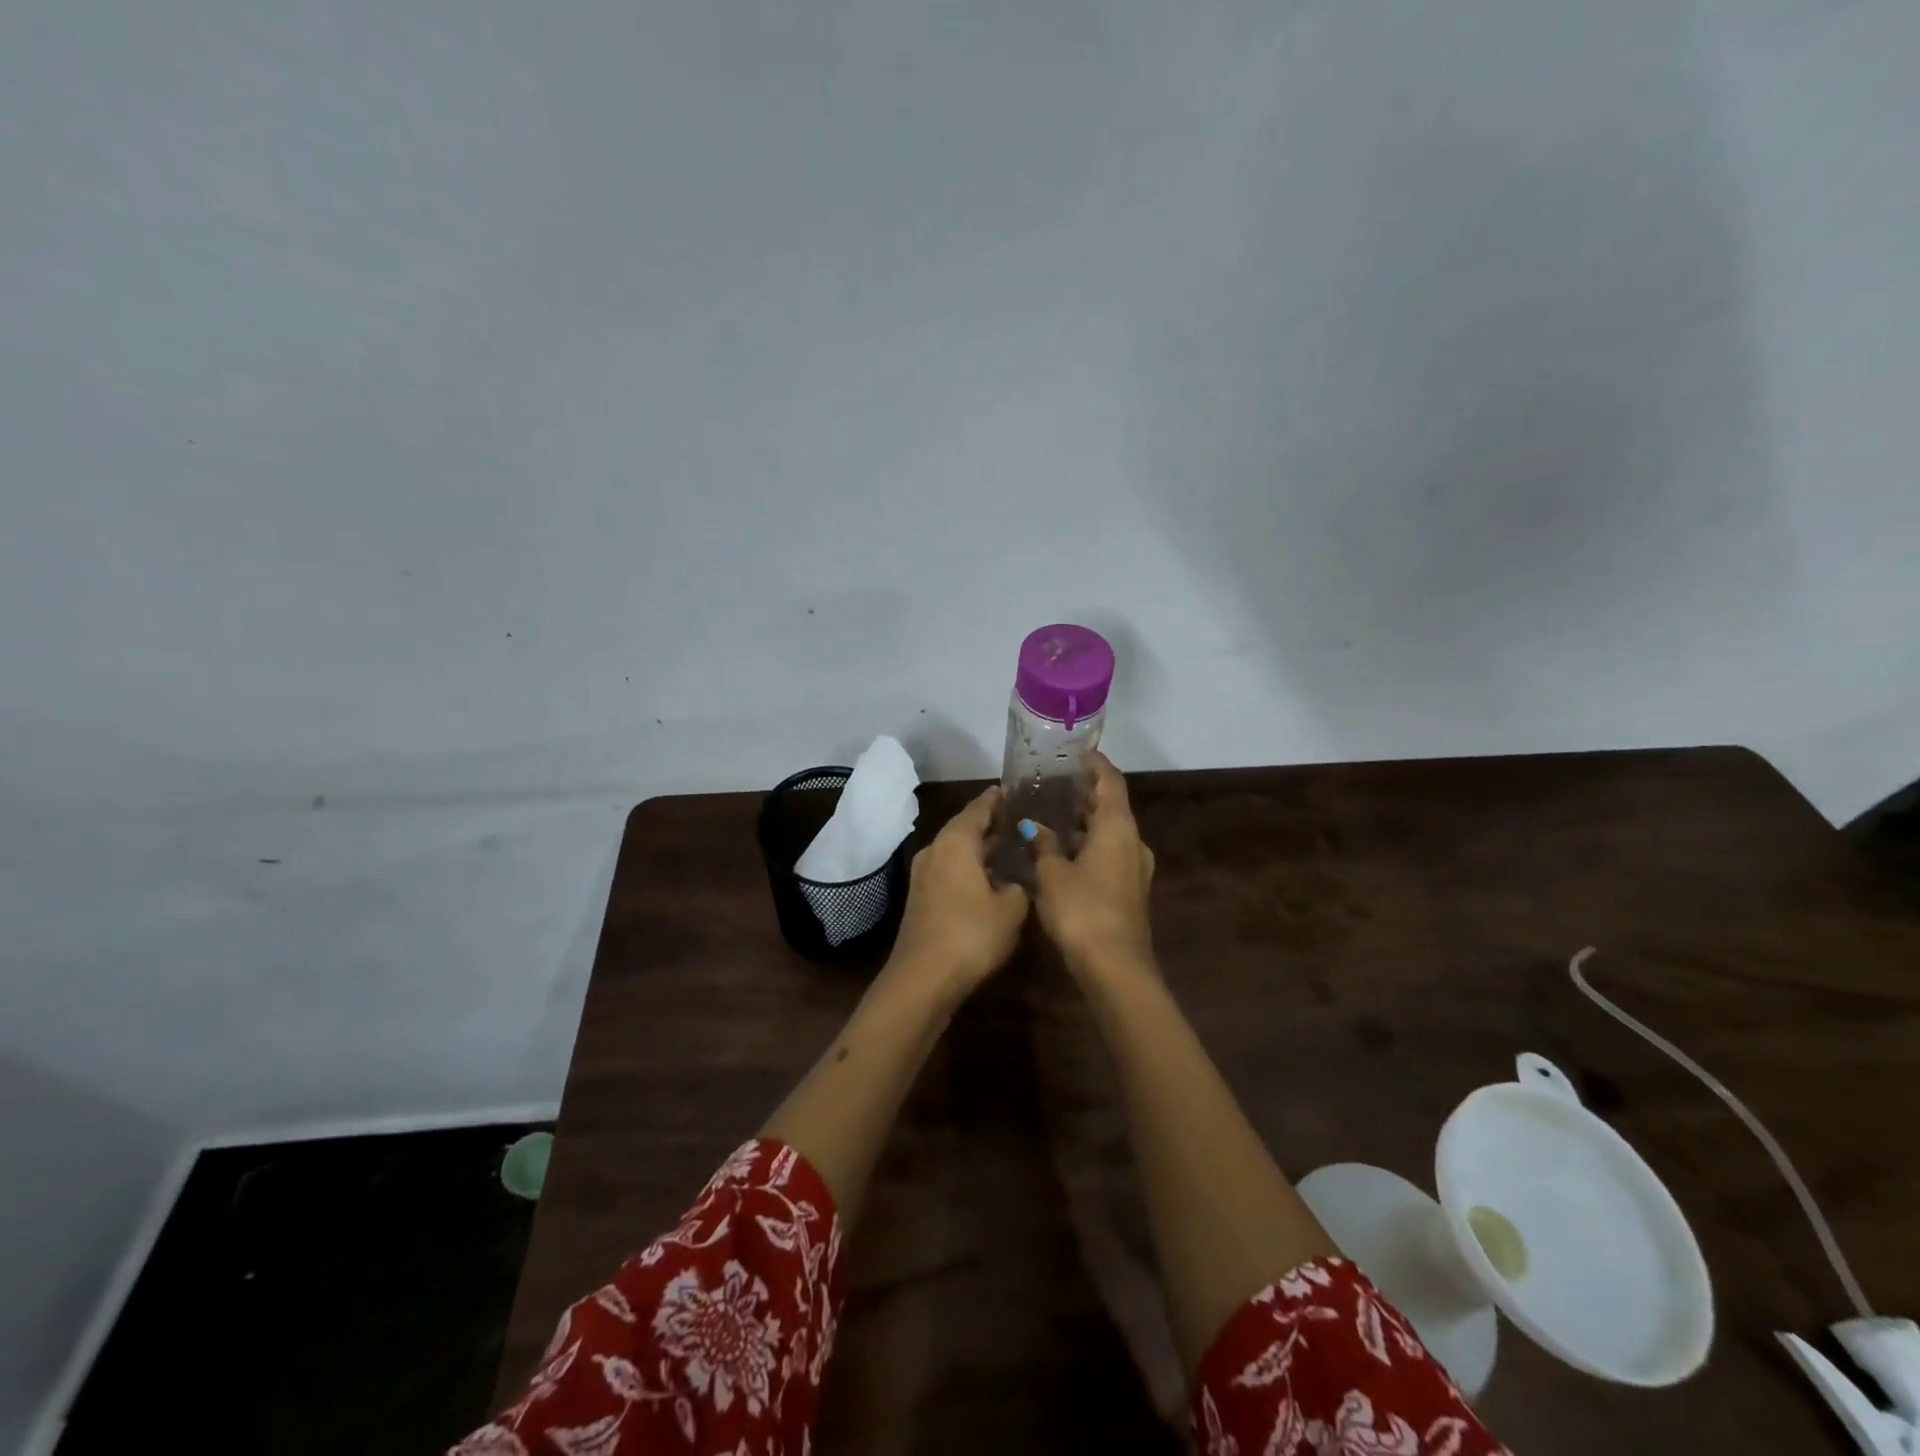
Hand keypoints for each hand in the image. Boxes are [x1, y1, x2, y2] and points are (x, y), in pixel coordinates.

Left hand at [885, 786, 1029, 997]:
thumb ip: (1019, 887)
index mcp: (956, 842)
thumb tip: (1016, 882)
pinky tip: (988, 879)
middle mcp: (935, 850)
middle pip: (964, 828)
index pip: (978, 808)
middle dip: (989, 823)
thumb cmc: (971, 933)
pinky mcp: (920, 898)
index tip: (1014, 789)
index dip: (997, 799)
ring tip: (1008, 847)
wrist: (923, 977)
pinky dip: (969, 868)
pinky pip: (949, 870)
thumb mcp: (1011, 909)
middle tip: (1017, 818)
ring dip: (979, 848)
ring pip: (956, 851)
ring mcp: (923, 875)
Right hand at [1025, 752, 1155, 973]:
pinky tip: (1064, 849)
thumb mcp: (1052, 874)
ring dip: (1087, 820)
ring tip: (1054, 812)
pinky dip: (1090, 843)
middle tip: (1055, 781)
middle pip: (1112, 806)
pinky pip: (1110, 853)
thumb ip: (1043, 844)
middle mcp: (1133, 842)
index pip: (1110, 782)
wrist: (1115, 966)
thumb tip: (1034, 826)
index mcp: (1118, 828)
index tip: (1077, 753)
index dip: (1096, 764)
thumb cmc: (1082, 909)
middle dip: (1086, 792)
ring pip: (1111, 832)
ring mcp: (1135, 868)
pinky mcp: (1130, 890)